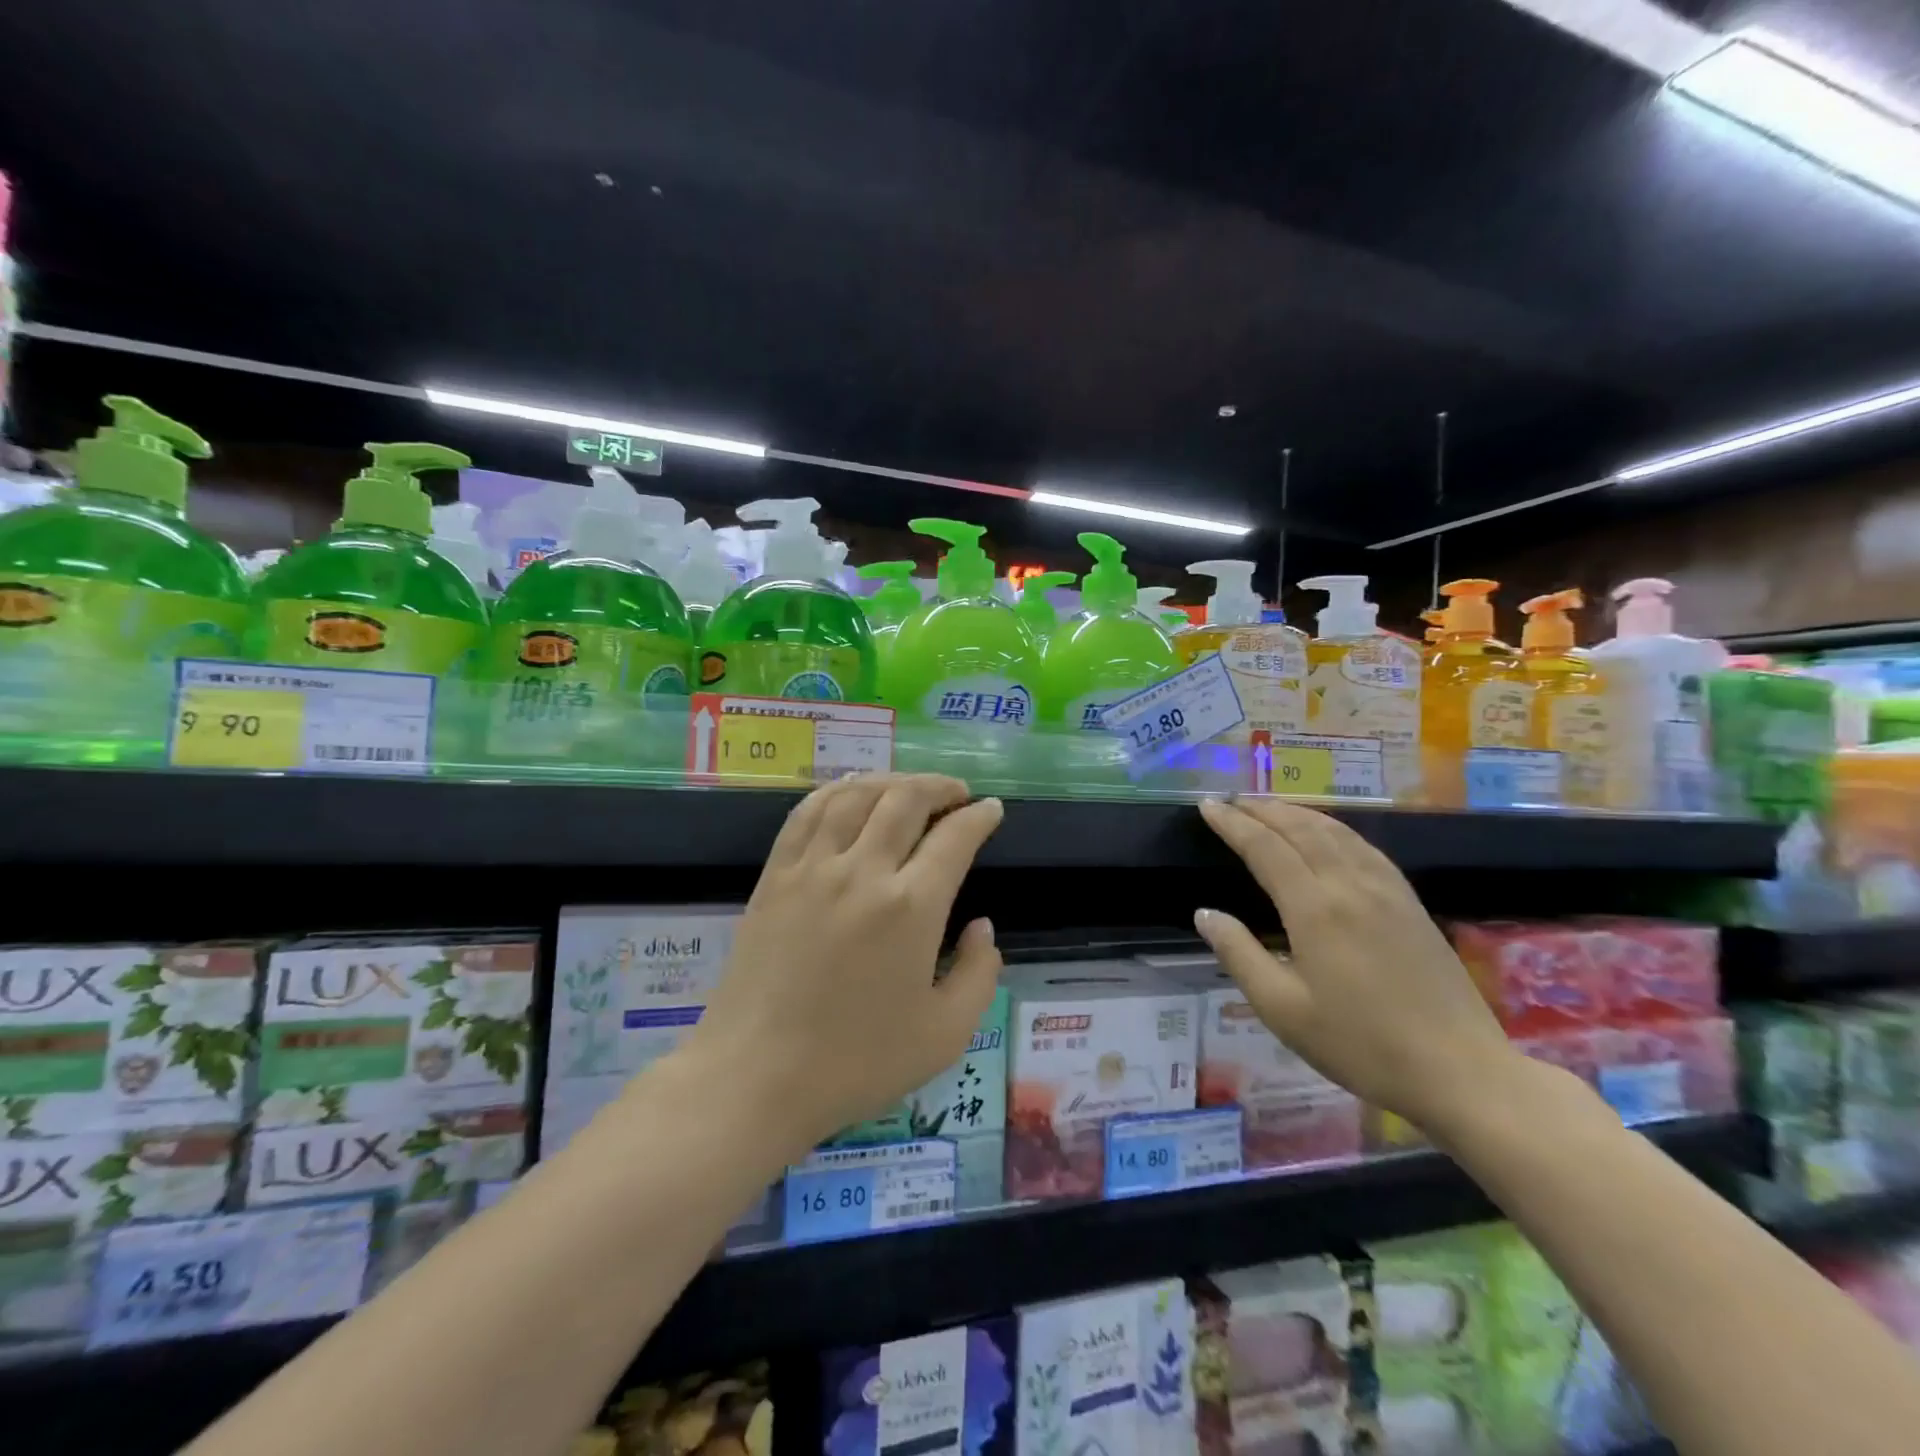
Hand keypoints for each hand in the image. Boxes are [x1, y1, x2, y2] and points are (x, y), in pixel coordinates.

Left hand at [683, 774, 1004, 1154]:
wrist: (755, 1076)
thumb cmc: (856, 1062)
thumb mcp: (945, 1035)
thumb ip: (978, 974)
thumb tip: (981, 926)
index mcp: (911, 908)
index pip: (954, 837)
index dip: (979, 816)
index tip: (990, 809)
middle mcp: (863, 871)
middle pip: (906, 799)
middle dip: (940, 787)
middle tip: (957, 794)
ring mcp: (813, 867)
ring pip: (857, 794)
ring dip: (892, 781)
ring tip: (910, 788)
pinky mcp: (776, 874)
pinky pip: (808, 811)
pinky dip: (838, 790)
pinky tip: (851, 793)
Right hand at [1193, 797, 1520, 1131]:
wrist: (1460, 1071)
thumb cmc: (1360, 1044)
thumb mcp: (1282, 1009)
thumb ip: (1239, 954)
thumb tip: (1205, 914)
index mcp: (1314, 908)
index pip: (1264, 848)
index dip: (1233, 824)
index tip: (1207, 806)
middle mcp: (1350, 885)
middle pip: (1300, 829)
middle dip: (1261, 810)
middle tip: (1231, 801)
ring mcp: (1386, 890)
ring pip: (1335, 832)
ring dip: (1297, 813)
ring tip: (1269, 807)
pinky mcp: (1410, 902)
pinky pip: (1365, 847)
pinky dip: (1334, 828)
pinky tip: (1328, 833)